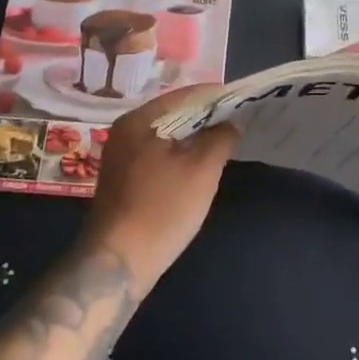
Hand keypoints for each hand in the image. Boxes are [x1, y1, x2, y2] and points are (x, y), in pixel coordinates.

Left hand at [81, 86, 238, 293]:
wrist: (117, 264)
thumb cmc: (162, 209)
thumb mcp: (202, 169)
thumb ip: (221, 137)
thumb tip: (231, 123)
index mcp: (139, 120)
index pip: (184, 95)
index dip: (215, 96)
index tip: (241, 101)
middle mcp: (124, 131)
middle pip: (173, 113)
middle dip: (205, 117)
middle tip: (236, 122)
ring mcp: (120, 155)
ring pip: (165, 135)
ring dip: (192, 137)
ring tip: (222, 142)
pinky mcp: (122, 178)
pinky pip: (156, 154)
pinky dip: (177, 154)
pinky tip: (196, 166)